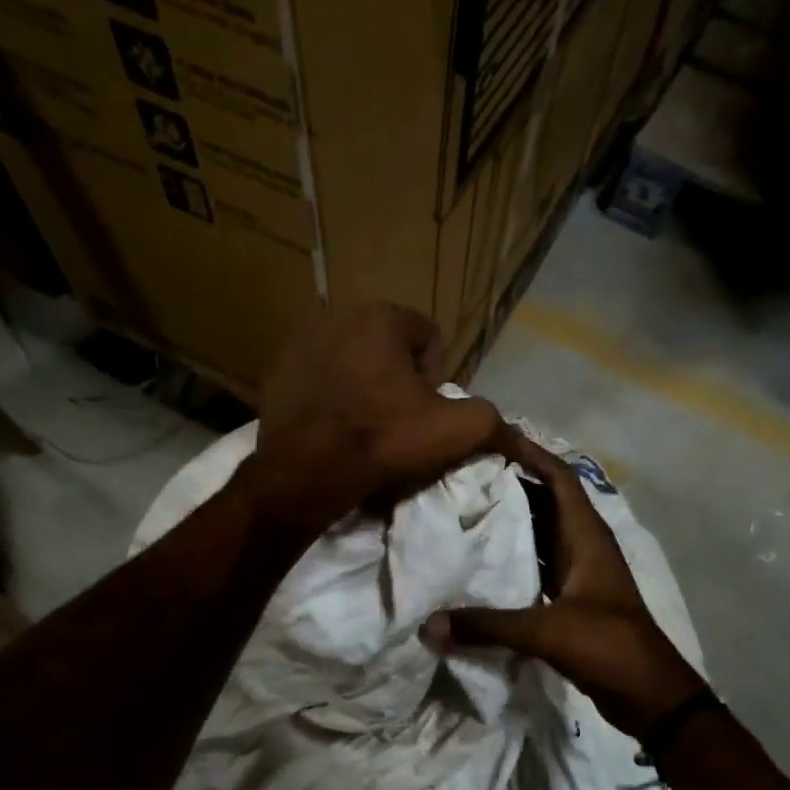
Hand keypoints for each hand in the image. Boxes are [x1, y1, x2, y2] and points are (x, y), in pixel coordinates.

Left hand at [238, 303, 511, 533]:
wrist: (306, 474)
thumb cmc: (383, 441)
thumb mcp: (455, 431)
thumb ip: (492, 420)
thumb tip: (514, 434)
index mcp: (381, 316)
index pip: (429, 339)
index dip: (436, 379)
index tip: (425, 414)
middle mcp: (336, 315)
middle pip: (387, 350)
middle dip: (397, 382)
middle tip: (396, 424)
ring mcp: (299, 344)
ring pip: (351, 364)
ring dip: (363, 389)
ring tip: (363, 430)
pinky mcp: (275, 374)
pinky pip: (317, 382)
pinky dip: (329, 399)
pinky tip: (332, 430)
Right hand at [424, 432, 707, 737]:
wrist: (649, 696)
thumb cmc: (607, 646)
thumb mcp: (545, 631)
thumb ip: (487, 626)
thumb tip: (428, 627)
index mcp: (587, 537)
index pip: (559, 478)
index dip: (529, 453)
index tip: (487, 439)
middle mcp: (583, 547)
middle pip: (544, 502)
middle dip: (507, 486)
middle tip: (459, 476)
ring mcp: (578, 575)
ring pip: (538, 536)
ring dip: (507, 524)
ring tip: (461, 512)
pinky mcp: (570, 601)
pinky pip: (534, 569)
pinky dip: (510, 562)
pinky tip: (478, 566)